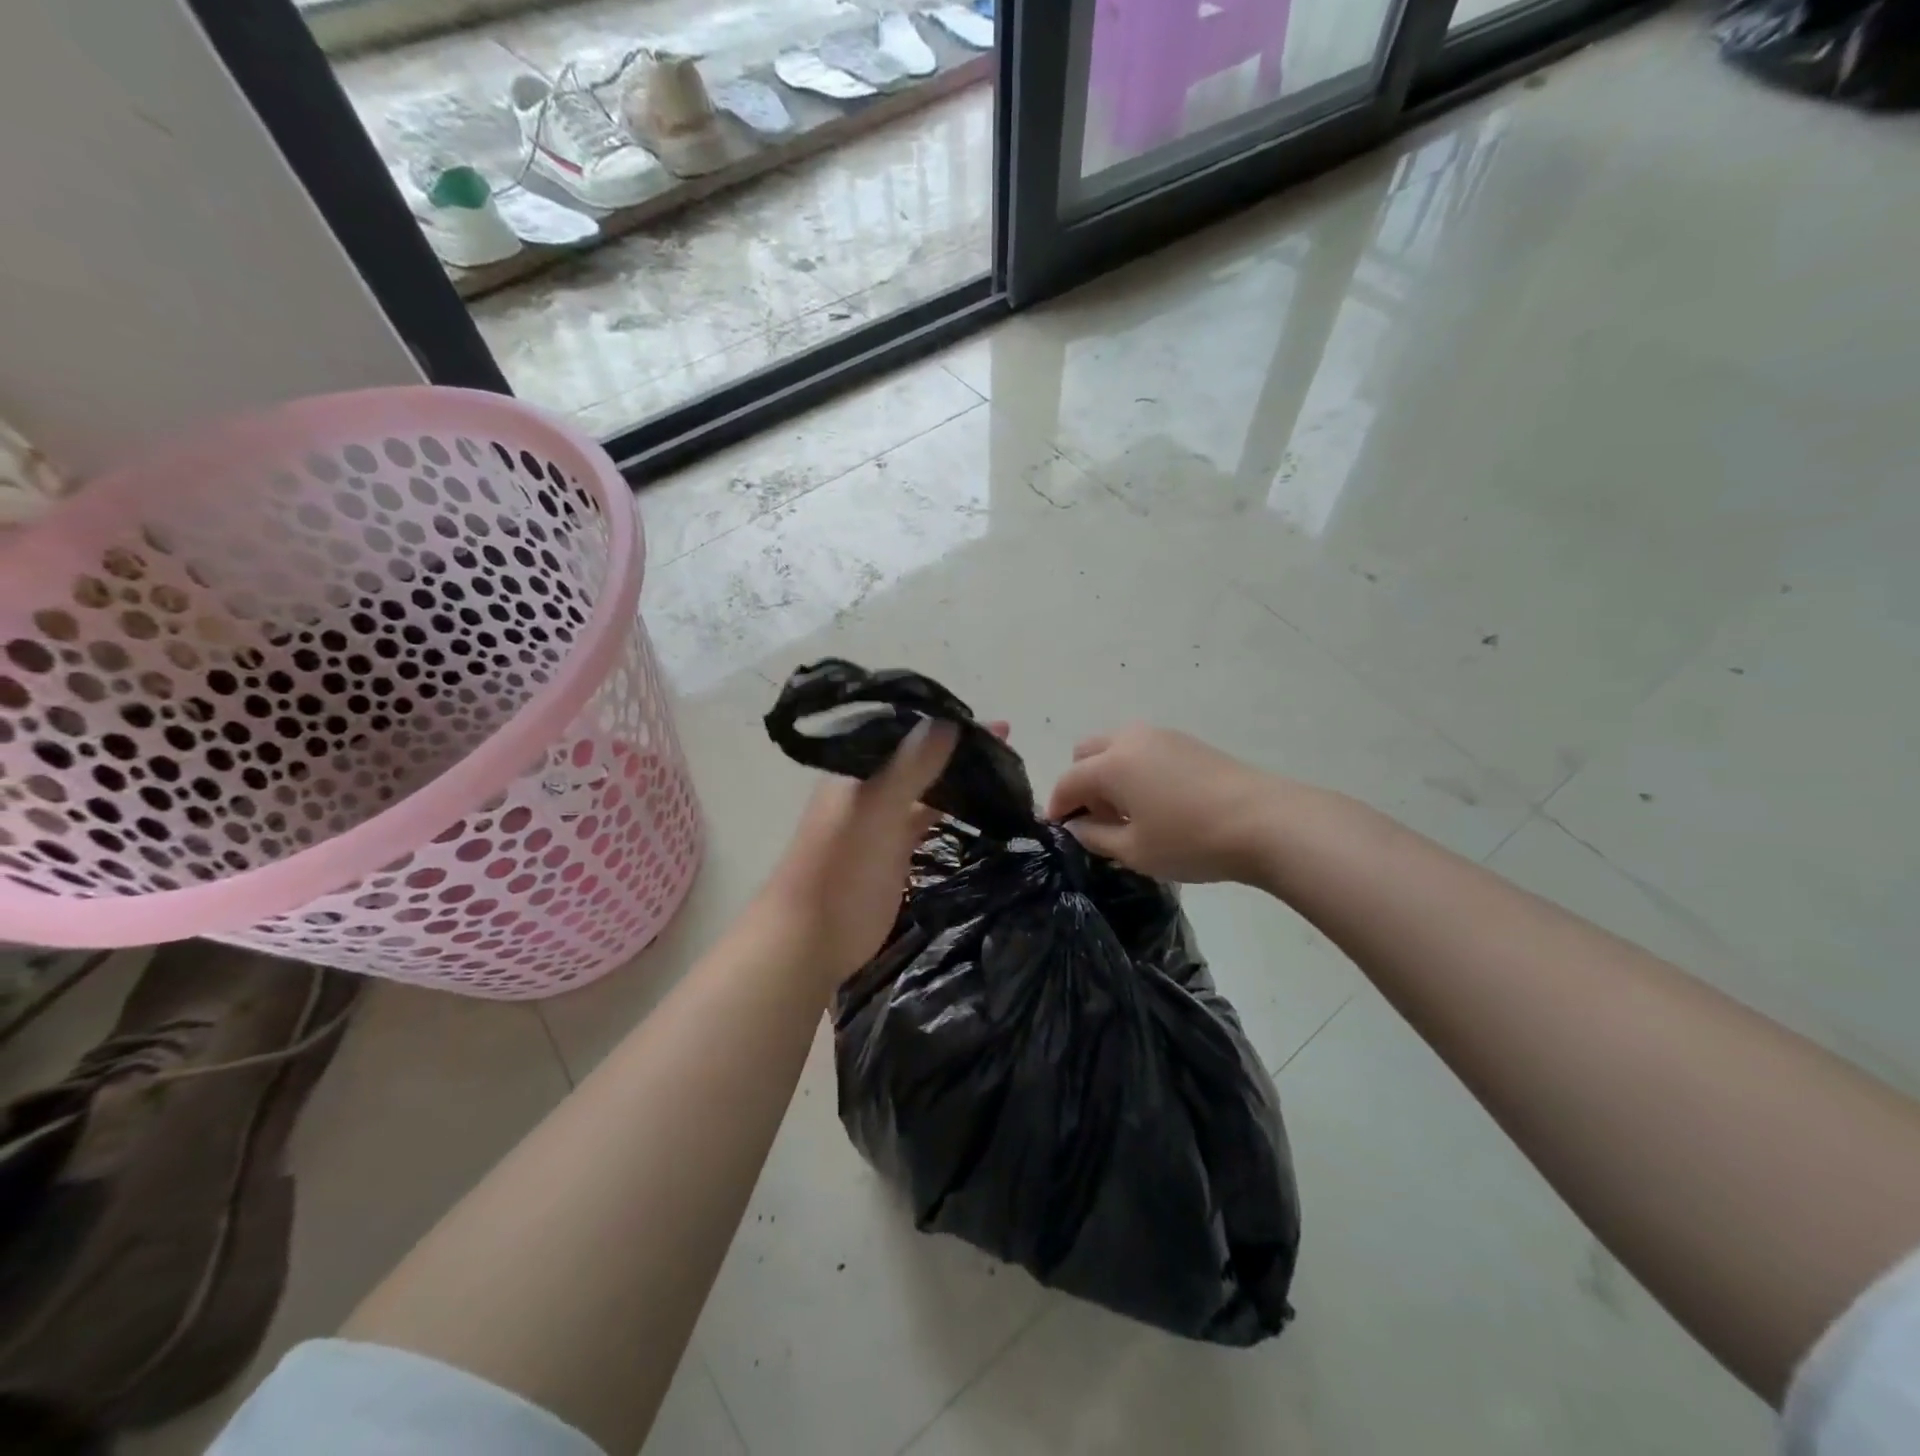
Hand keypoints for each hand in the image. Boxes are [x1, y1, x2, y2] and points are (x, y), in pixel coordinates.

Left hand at [757, 719, 1002, 988]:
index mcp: (858, 768)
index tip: (995, 724)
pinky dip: (954, 809)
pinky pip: (929, 819)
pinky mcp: (897, 850)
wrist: (812, 937)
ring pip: (928, 787)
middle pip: (921, 756)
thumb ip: (911, 765)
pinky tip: (983, 805)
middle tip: (1007, 743)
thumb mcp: (876, 808)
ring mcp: (885, 819)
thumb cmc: (840, 866)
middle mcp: (872, 787)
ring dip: (958, 777)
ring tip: (1004, 768)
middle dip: (958, 747)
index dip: (948, 721)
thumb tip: (949, 719)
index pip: (908, 731)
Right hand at [1045, 725, 1283, 884]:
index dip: (1058, 806)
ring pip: (1116, 747)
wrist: (1266, 822)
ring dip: (1108, 774)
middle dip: (1081, 782)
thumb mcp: (1135, 850)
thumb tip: (1078, 826)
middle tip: (1095, 818)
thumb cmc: (1191, 840)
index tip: (1059, 830)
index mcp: (1111, 763)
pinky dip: (1134, 770)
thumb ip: (1096, 836)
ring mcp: (1162, 736)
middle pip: (1087, 753)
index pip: (1068, 780)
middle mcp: (1131, 739)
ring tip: (1128, 813)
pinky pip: (1144, 750)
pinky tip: (1156, 803)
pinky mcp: (1188, 742)